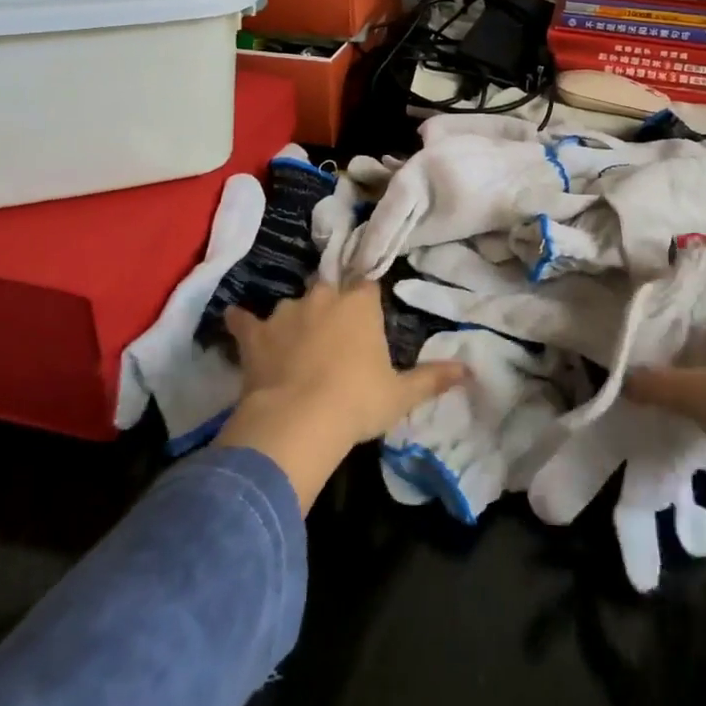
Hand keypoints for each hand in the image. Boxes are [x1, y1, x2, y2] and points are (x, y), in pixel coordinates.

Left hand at [216, 279, 466, 509]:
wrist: (297, 422)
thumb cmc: (357, 402)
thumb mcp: (401, 394)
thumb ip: (433, 378)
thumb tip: (469, 369)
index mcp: (360, 304)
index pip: (367, 284)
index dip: (365, 297)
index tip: (366, 310)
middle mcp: (323, 297)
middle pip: (328, 289)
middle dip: (330, 305)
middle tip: (332, 333)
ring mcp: (286, 313)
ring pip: (292, 306)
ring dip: (294, 319)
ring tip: (294, 343)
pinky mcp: (256, 334)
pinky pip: (245, 321)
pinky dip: (242, 322)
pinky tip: (236, 321)